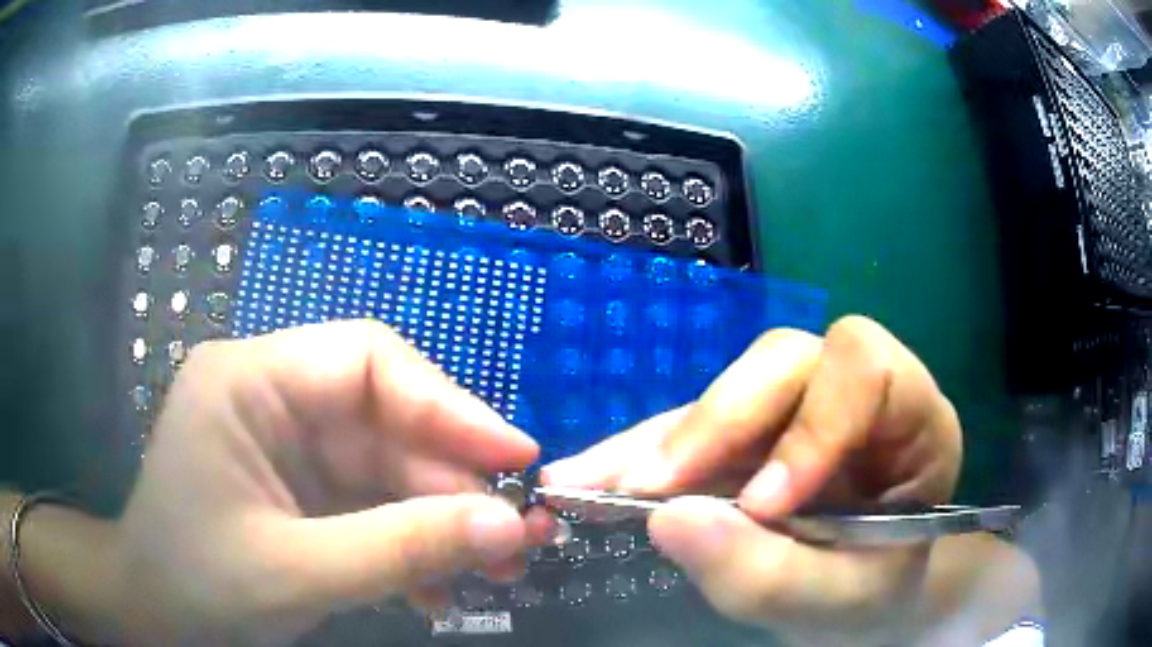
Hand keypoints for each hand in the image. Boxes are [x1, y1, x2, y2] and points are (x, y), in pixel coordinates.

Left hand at [110, 321, 551, 645]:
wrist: (155, 618)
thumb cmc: (199, 585)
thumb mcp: (297, 572)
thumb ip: (402, 549)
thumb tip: (508, 526)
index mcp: (249, 383)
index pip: (365, 361)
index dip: (448, 404)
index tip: (516, 457)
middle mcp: (272, 401)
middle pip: (385, 422)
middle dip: (454, 483)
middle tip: (521, 535)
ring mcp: (287, 450)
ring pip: (387, 471)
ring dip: (442, 522)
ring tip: (498, 569)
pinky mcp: (300, 493)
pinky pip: (370, 507)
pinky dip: (409, 546)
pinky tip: (437, 590)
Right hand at [543, 316, 962, 645]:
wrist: (857, 602)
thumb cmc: (870, 595)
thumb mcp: (839, 601)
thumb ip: (770, 574)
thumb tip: (670, 520)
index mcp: (912, 420)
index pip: (865, 371)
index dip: (811, 424)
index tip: (760, 504)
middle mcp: (851, 397)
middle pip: (782, 362)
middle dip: (715, 424)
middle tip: (647, 488)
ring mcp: (794, 411)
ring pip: (724, 392)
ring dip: (656, 444)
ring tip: (590, 487)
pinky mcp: (747, 435)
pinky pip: (689, 429)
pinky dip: (636, 458)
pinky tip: (588, 482)